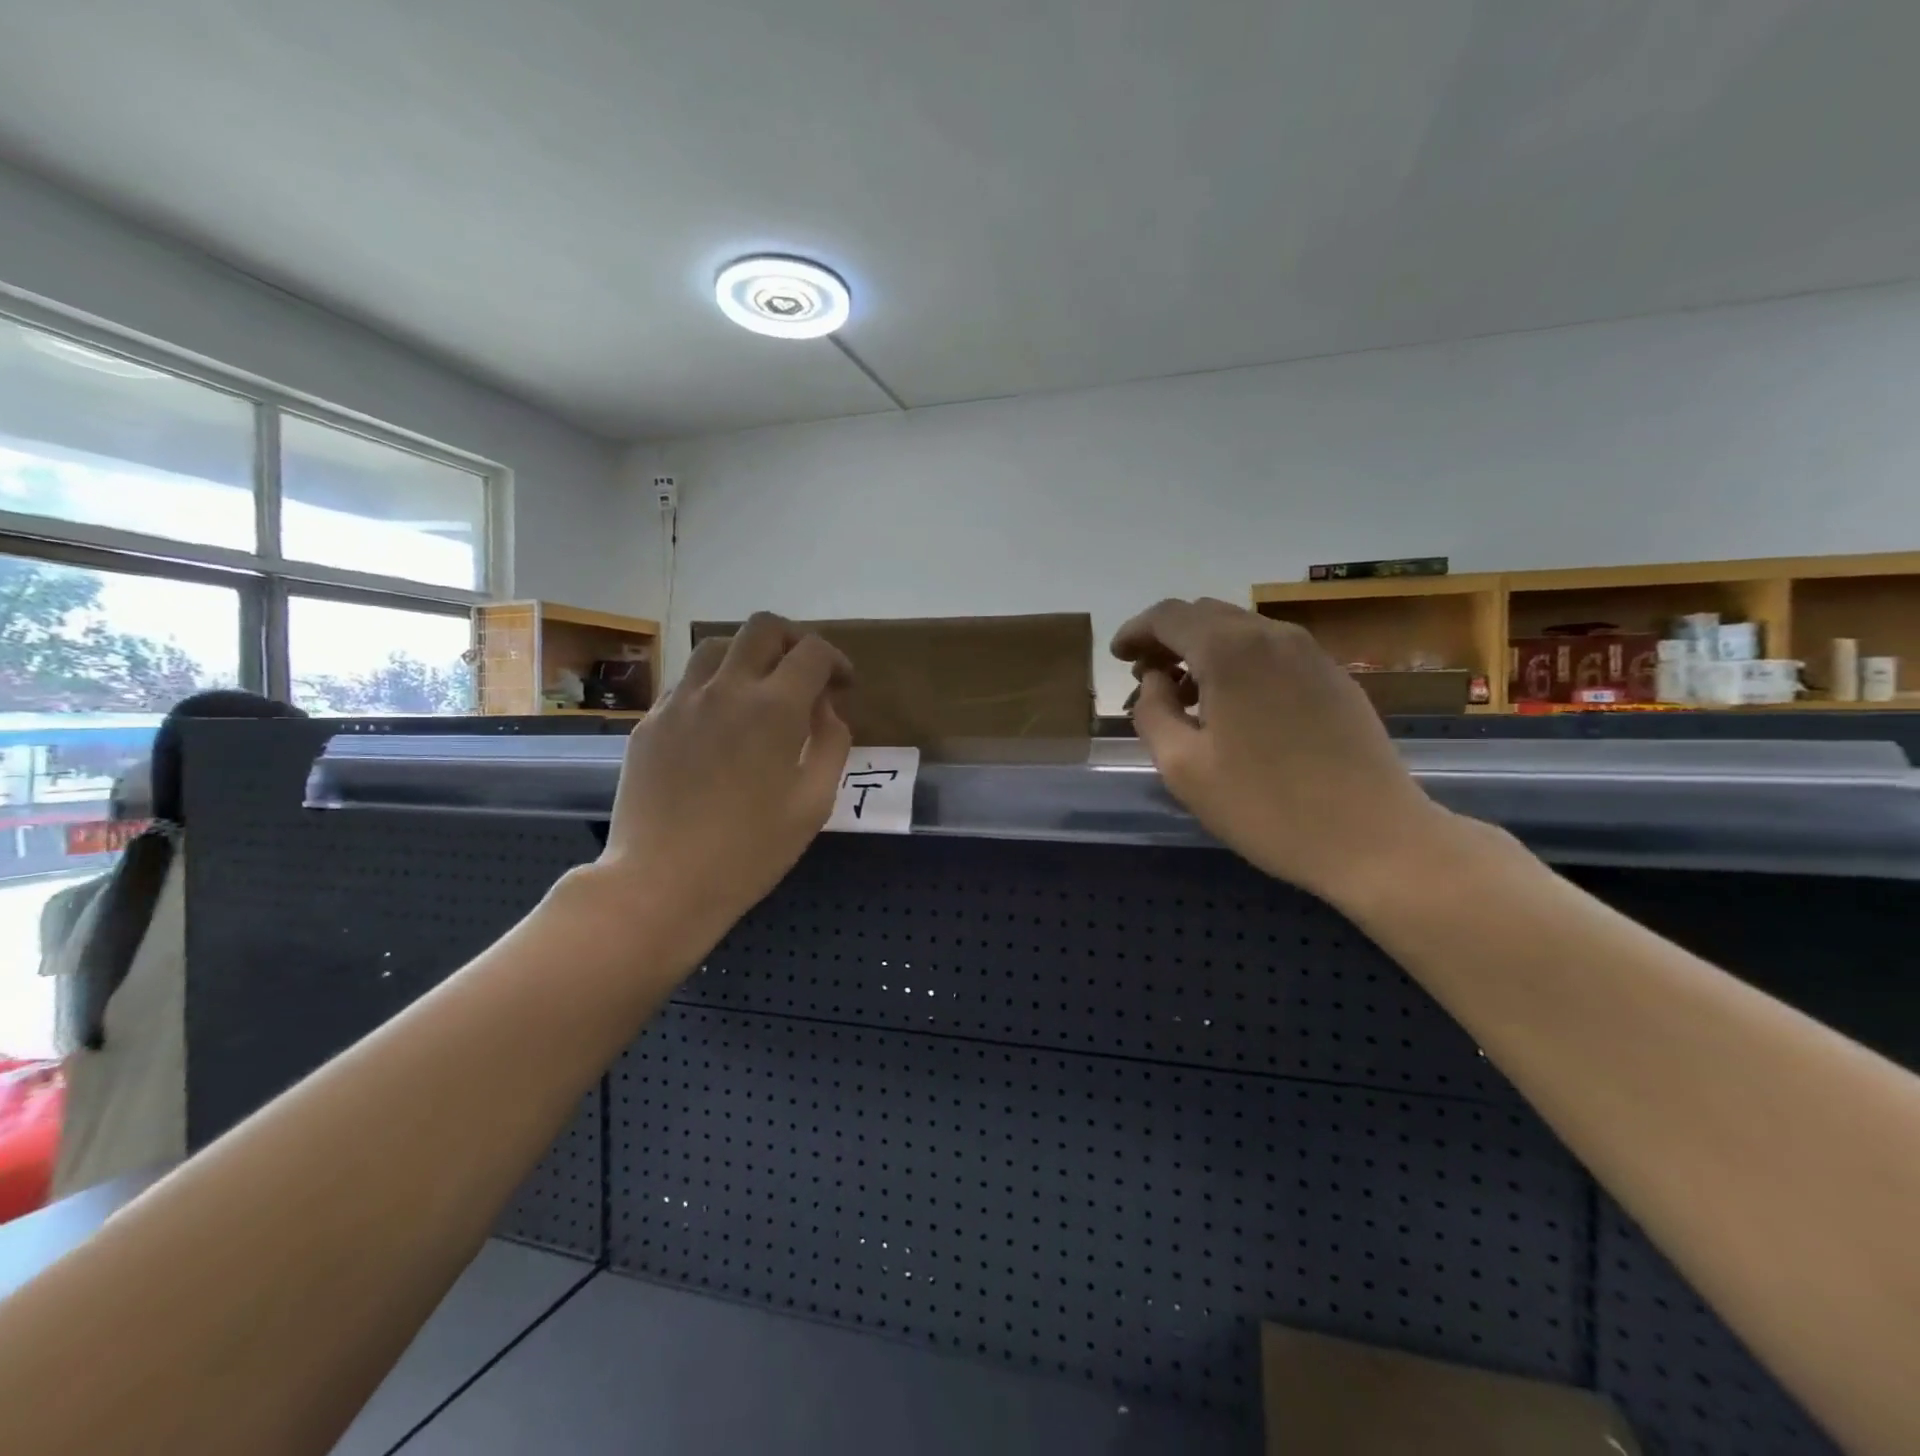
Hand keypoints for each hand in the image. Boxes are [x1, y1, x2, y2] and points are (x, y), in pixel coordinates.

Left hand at [589, 612, 852, 957]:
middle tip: (805, 673)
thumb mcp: (814, 803)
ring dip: (749, 655)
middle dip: (793, 640)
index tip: (844, 685)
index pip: (812, 652)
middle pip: (762, 628)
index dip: (836, 660)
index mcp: (774, 708)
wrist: (662, 883)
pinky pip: (687, 682)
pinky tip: (720, 722)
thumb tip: (826, 709)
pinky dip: (714, 685)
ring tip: (760, 690)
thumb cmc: (751, 851)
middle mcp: (725, 689)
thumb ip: (831, 744)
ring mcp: (680, 701)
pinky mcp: (651, 721)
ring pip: (717, 645)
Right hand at [1112, 597, 1453, 902]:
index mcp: (1231, 650)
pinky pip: (1272, 653)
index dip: (1136, 631)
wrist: (1375, 839)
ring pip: (1241, 631)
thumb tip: (1155, 680)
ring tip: (1186, 696)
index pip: (1169, 615)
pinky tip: (1234, 707)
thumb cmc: (1266, 807)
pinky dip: (1239, 664)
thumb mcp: (1183, 767)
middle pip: (1206, 615)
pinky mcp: (1335, 678)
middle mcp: (1273, 636)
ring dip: (1204, 651)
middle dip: (1168, 639)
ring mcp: (1312, 654)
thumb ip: (1152, 712)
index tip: (1118, 658)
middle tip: (1146, 678)